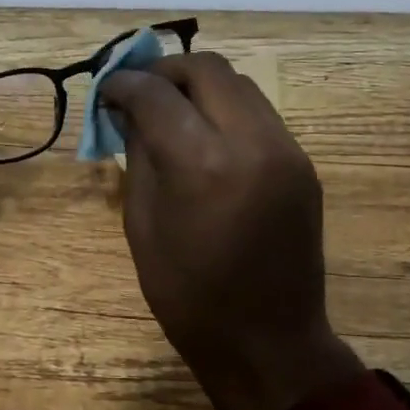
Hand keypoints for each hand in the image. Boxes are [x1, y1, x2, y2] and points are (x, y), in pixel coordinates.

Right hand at [100, 53, 360, 409]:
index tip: (107, 89)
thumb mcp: (142, 225)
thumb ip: (138, 155)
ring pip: (239, 83)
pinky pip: (259, 113)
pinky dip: (226, 109)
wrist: (267, 341)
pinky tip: (205, 136)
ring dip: (199, 86)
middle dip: (165, 71)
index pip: (157, 94)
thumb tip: (129, 110)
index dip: (125, 83)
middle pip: (207, 68)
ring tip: (171, 110)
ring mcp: (287, 150)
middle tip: (139, 92)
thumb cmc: (188, 296)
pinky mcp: (302, 163)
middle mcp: (253, 143)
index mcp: (203, 166)